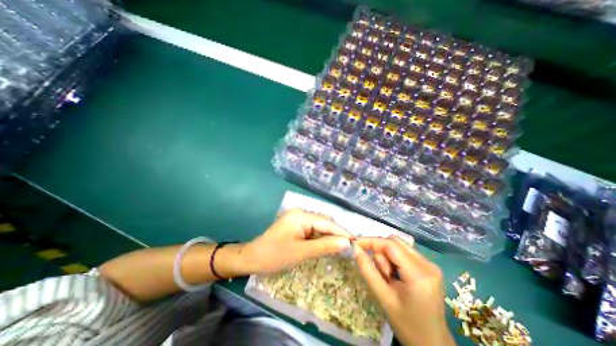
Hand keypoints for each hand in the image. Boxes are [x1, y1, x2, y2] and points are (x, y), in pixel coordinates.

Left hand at [240, 209, 350, 273]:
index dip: (342, 232)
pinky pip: (312, 230)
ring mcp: (298, 218)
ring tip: (341, 247)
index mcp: (301, 215)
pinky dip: (320, 238)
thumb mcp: (302, 252)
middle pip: (324, 223)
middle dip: (336, 234)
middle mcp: (301, 213)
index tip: (356, 242)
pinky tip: (326, 245)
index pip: (326, 223)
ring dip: (329, 237)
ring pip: (319, 227)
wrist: (253, 258)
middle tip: (349, 247)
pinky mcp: (296, 225)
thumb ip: (325, 246)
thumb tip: (347, 243)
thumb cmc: (275, 255)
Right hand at [354, 235, 453, 345]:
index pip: (391, 245)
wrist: (433, 344)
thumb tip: (355, 249)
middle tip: (380, 273)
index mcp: (419, 275)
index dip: (371, 241)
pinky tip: (395, 276)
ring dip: (387, 257)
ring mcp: (430, 264)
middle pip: (395, 242)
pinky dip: (394, 259)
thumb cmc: (407, 325)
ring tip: (389, 278)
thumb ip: (368, 270)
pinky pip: (404, 252)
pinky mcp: (429, 267)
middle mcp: (428, 264)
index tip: (355, 243)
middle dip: (381, 252)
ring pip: (399, 246)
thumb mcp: (383, 298)